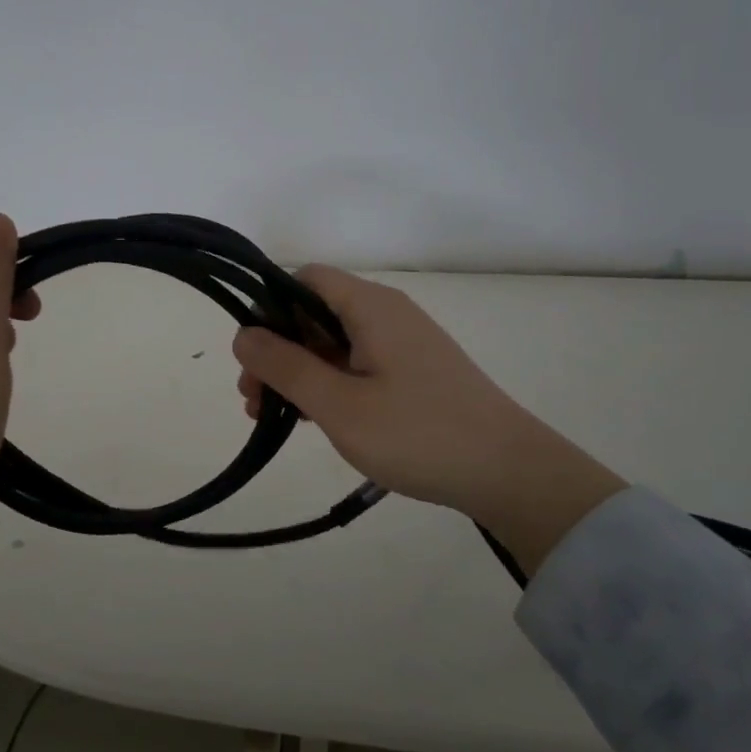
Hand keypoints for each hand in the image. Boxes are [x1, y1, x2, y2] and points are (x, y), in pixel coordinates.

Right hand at [233, 267, 626, 574]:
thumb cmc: (417, 433)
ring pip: (335, 342)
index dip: (270, 309)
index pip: (304, 280)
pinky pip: (359, 364)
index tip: (253, 357)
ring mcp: (404, 343)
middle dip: (279, 350)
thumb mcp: (339, 404)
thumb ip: (285, 367)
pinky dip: (330, 384)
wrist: (507, 471)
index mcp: (370, 307)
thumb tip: (243, 334)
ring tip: (276, 417)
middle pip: (317, 313)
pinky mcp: (415, 372)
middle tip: (254, 400)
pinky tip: (316, 419)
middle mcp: (388, 314)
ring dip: (301, 372)